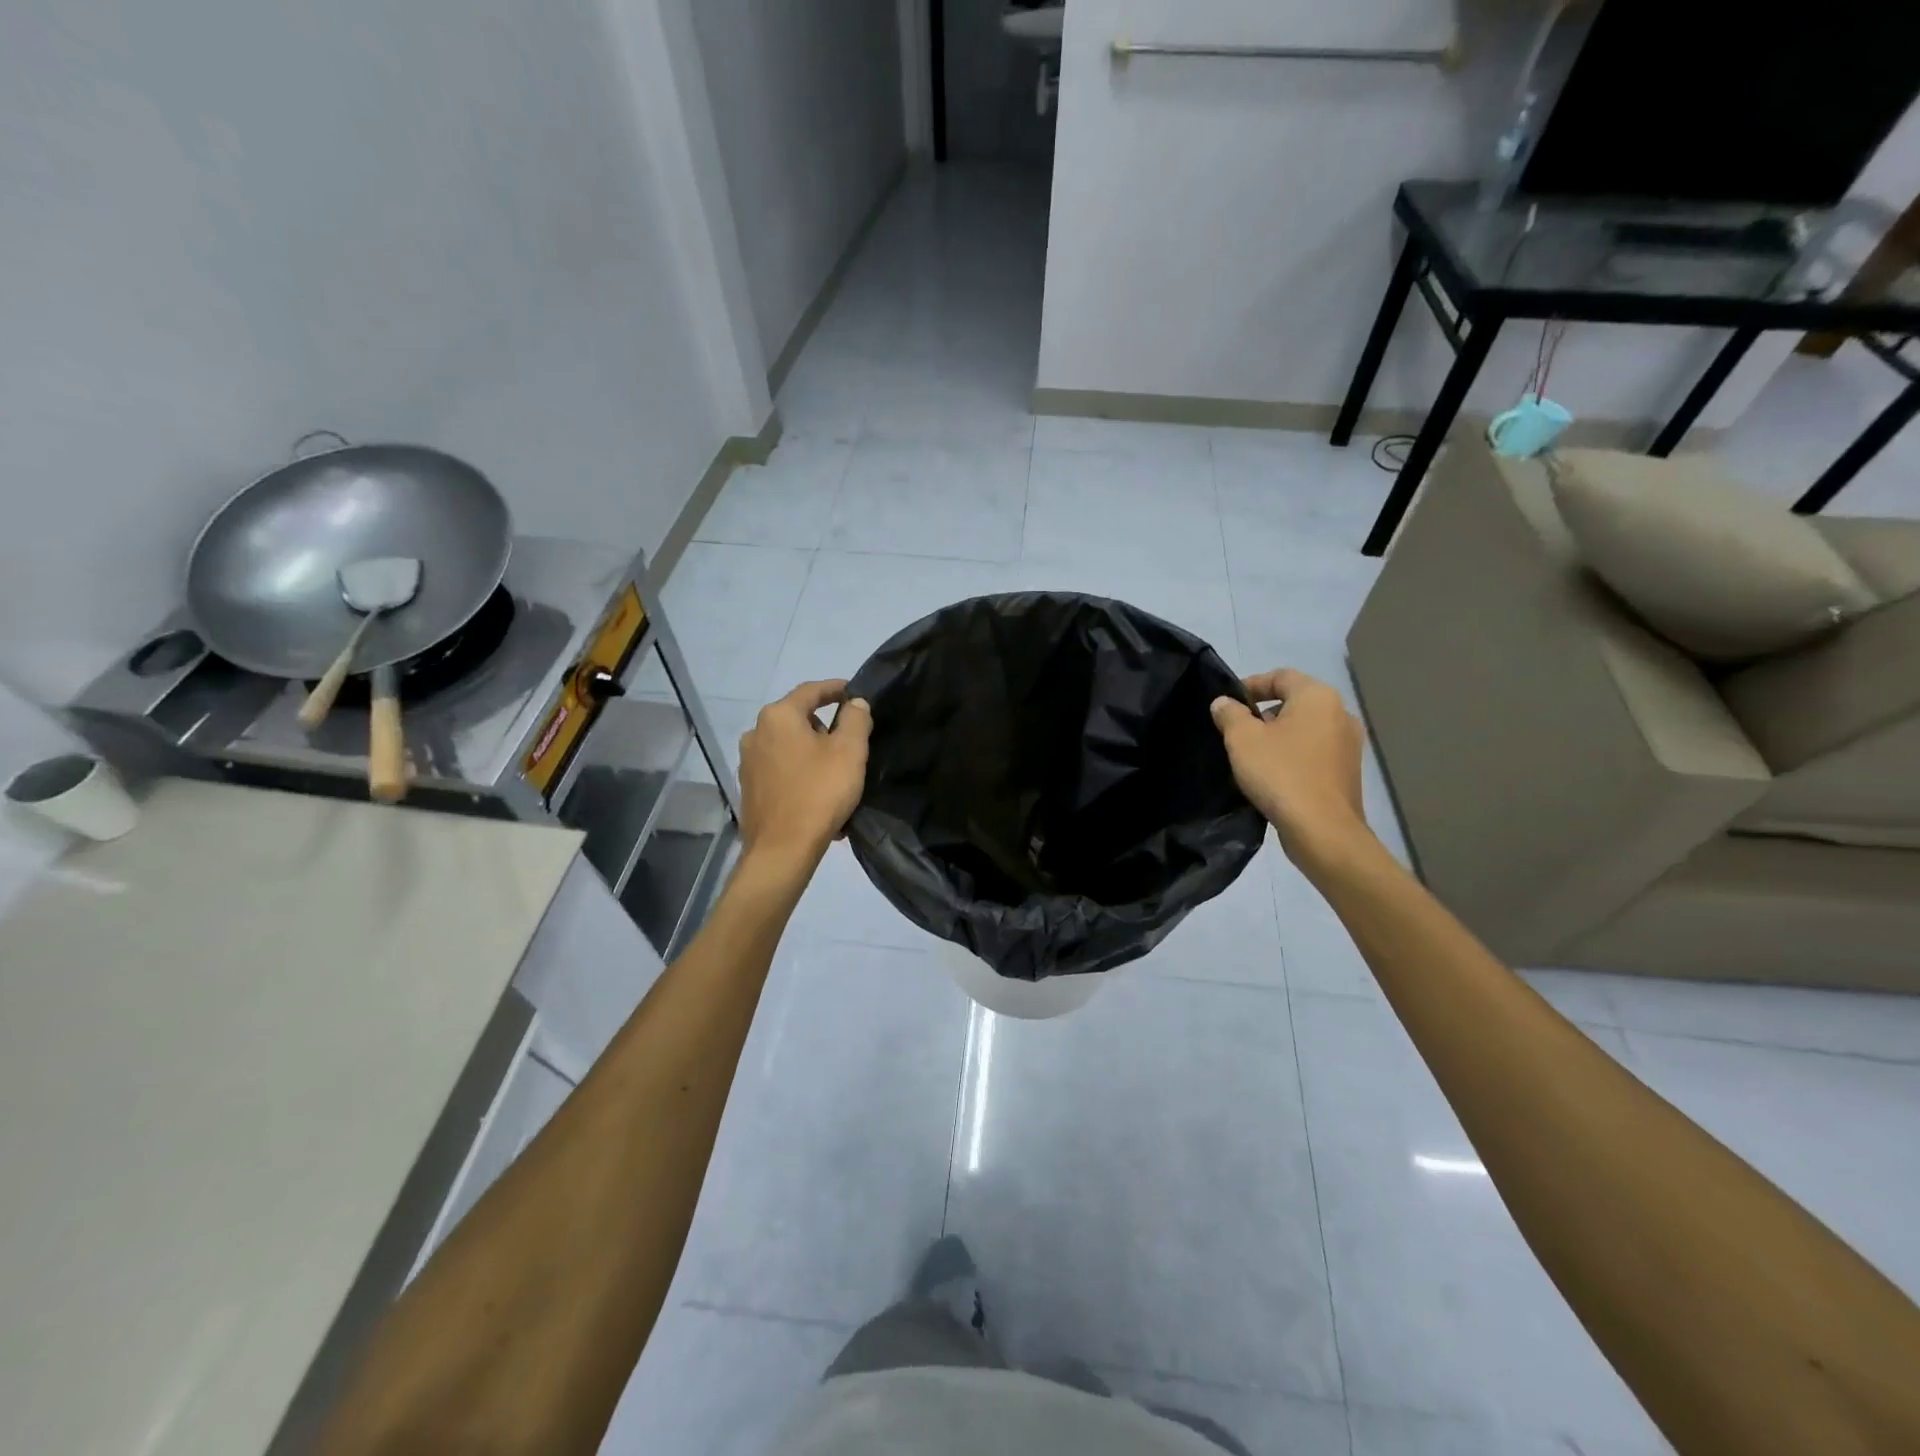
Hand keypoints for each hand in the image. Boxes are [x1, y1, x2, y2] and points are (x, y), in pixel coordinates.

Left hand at [737, 680, 871, 865]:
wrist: (782, 850)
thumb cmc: (819, 792)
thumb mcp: (849, 751)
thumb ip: (856, 719)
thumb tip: (855, 703)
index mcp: (778, 717)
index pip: (810, 691)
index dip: (835, 688)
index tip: (854, 692)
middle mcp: (756, 733)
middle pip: (797, 719)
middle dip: (824, 726)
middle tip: (850, 741)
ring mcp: (748, 763)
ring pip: (789, 747)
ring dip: (812, 753)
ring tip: (836, 773)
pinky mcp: (749, 789)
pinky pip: (782, 771)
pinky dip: (800, 774)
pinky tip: (818, 794)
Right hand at [1210, 669, 1369, 863]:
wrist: (1322, 830)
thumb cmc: (1280, 774)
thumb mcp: (1242, 739)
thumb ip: (1230, 714)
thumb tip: (1224, 703)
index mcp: (1317, 697)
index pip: (1280, 676)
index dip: (1251, 685)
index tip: (1227, 705)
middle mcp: (1340, 713)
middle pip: (1294, 702)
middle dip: (1263, 713)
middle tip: (1235, 731)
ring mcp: (1348, 744)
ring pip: (1304, 728)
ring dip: (1278, 736)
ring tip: (1251, 756)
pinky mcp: (1347, 771)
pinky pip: (1314, 752)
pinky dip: (1293, 755)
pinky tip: (1273, 775)